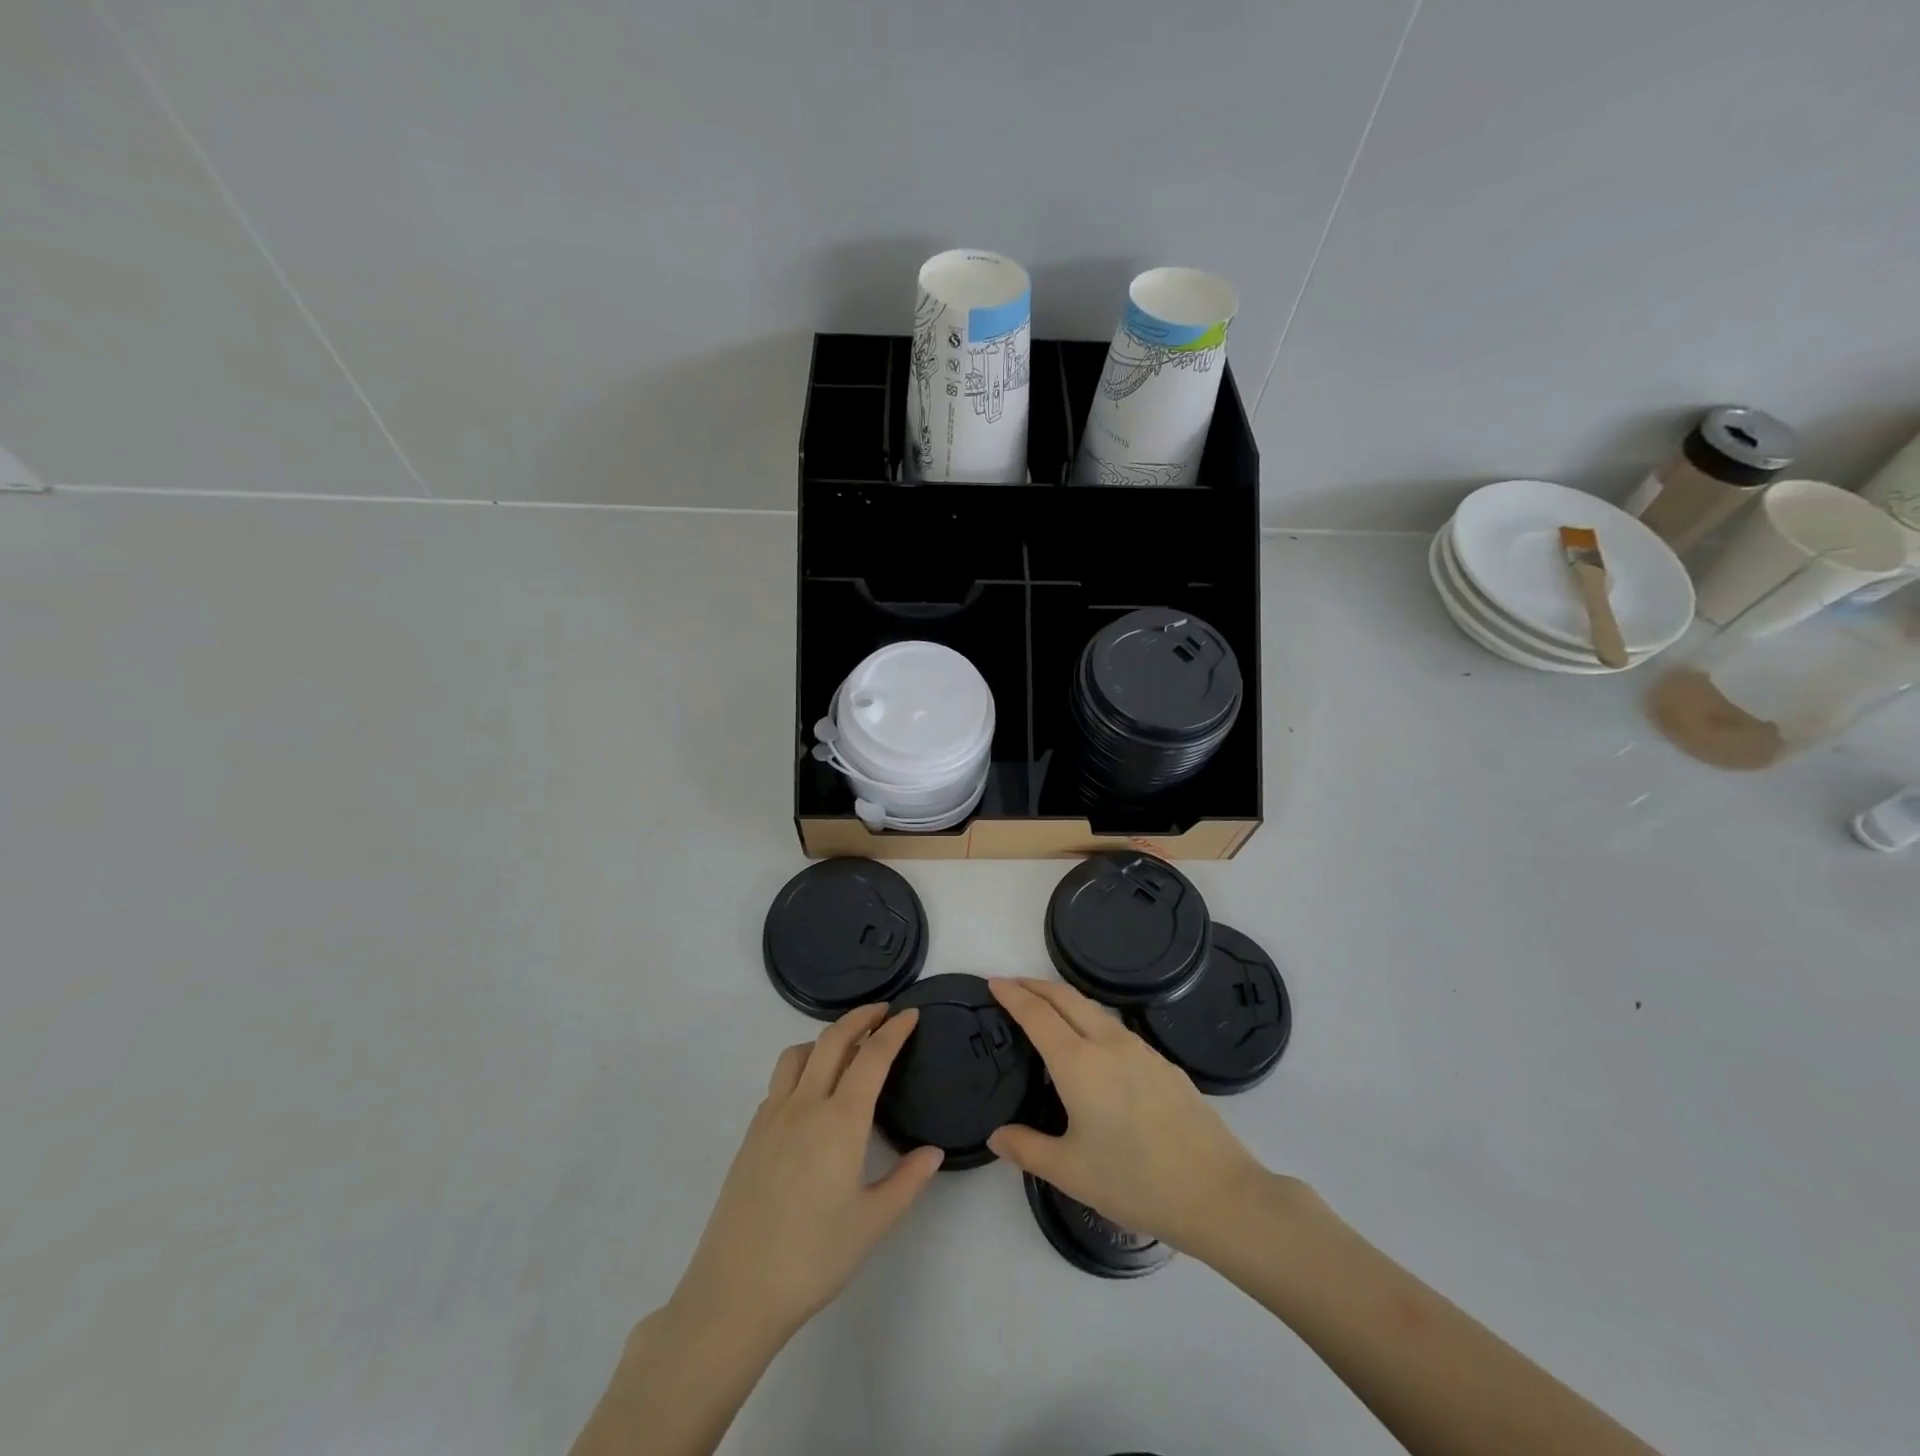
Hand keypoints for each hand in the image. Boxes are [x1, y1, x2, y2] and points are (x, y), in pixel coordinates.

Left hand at [670, 1005, 943, 1346]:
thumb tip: (933, 1151)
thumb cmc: (813, 1258)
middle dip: (861, 1017)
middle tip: (883, 1012)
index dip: (894, 1031)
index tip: (911, 1014)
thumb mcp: (873, 1223)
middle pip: (833, 1040)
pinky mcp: (752, 1134)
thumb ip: (908, 1181)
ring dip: (826, 1038)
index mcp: (840, 1121)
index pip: (872, 1057)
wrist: (736, 1292)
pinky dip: (802, 1067)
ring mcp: (772, 1116)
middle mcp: (805, 1105)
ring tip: (846, 1047)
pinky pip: (780, 1081)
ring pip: (798, 1053)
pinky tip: (811, 1094)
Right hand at [986, 977, 1268, 1252]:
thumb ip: (1027, 1149)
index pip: (1037, 1015)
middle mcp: (1108, 1044)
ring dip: (1064, 999)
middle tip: (1013, 985)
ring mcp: (1141, 1050)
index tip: (993, 982)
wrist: (1217, 1192)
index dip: (1012, 995)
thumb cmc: (1135, 1182)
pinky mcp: (1164, 1063)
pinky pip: (1117, 1027)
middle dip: (1036, 985)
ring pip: (1094, 1009)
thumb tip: (996, 1135)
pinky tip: (1093, 1044)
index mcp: (1079, 1064)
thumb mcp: (1071, 1172)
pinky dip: (1091, 1019)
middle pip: (1066, 998)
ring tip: (1047, 1008)